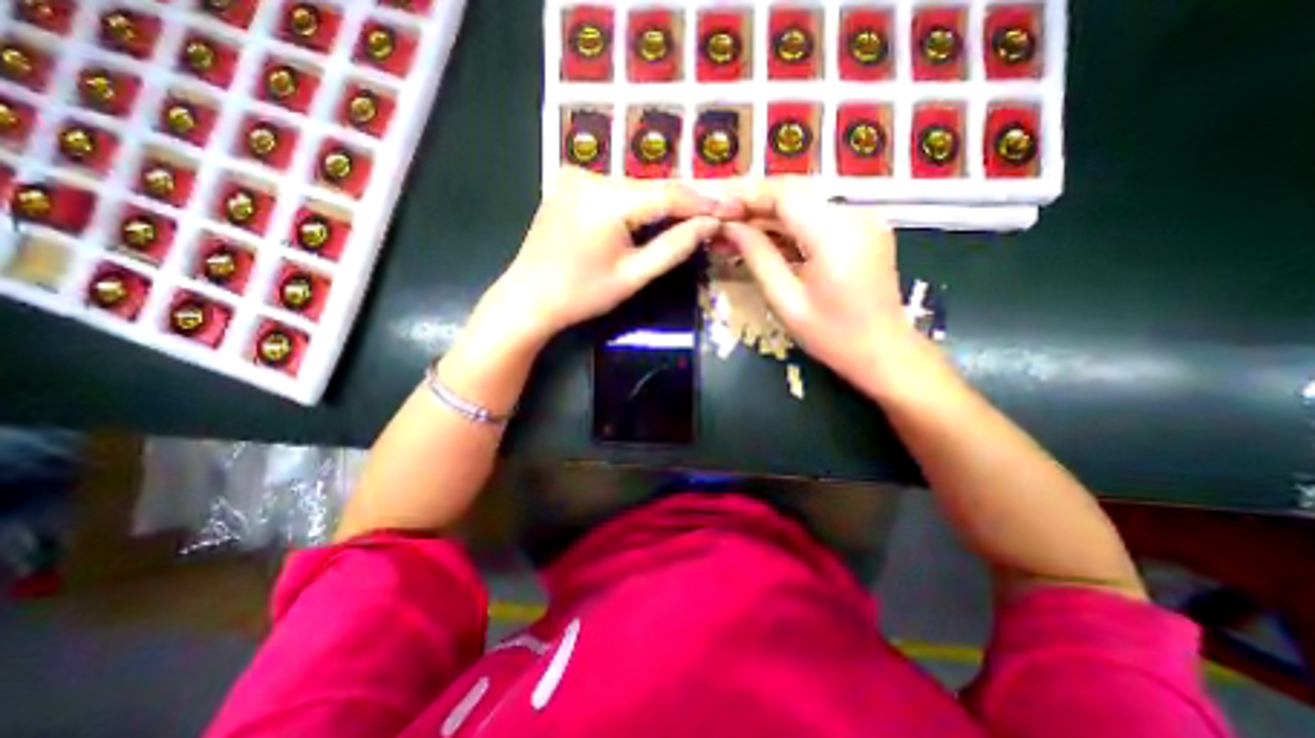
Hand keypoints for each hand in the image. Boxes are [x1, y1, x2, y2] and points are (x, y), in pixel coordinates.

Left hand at [479, 167, 735, 344]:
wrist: (527, 298)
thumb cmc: (581, 295)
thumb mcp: (633, 276)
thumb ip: (674, 247)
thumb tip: (710, 224)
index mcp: (606, 201)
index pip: (668, 194)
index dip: (703, 201)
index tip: (731, 206)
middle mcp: (589, 176)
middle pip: (650, 188)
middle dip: (682, 202)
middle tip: (714, 212)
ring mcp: (574, 176)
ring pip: (633, 188)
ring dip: (659, 203)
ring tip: (689, 216)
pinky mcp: (567, 183)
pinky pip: (613, 190)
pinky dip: (635, 202)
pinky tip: (649, 216)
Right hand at [714, 177, 915, 379]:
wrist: (884, 353)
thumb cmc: (832, 336)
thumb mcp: (786, 301)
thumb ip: (757, 257)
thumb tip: (730, 228)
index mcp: (836, 233)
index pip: (784, 193)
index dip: (746, 196)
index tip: (716, 209)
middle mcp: (854, 215)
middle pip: (794, 194)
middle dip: (752, 204)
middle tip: (719, 221)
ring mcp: (862, 220)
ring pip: (804, 204)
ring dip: (767, 216)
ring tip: (734, 232)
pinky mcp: (862, 231)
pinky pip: (817, 218)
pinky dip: (788, 226)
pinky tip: (764, 240)